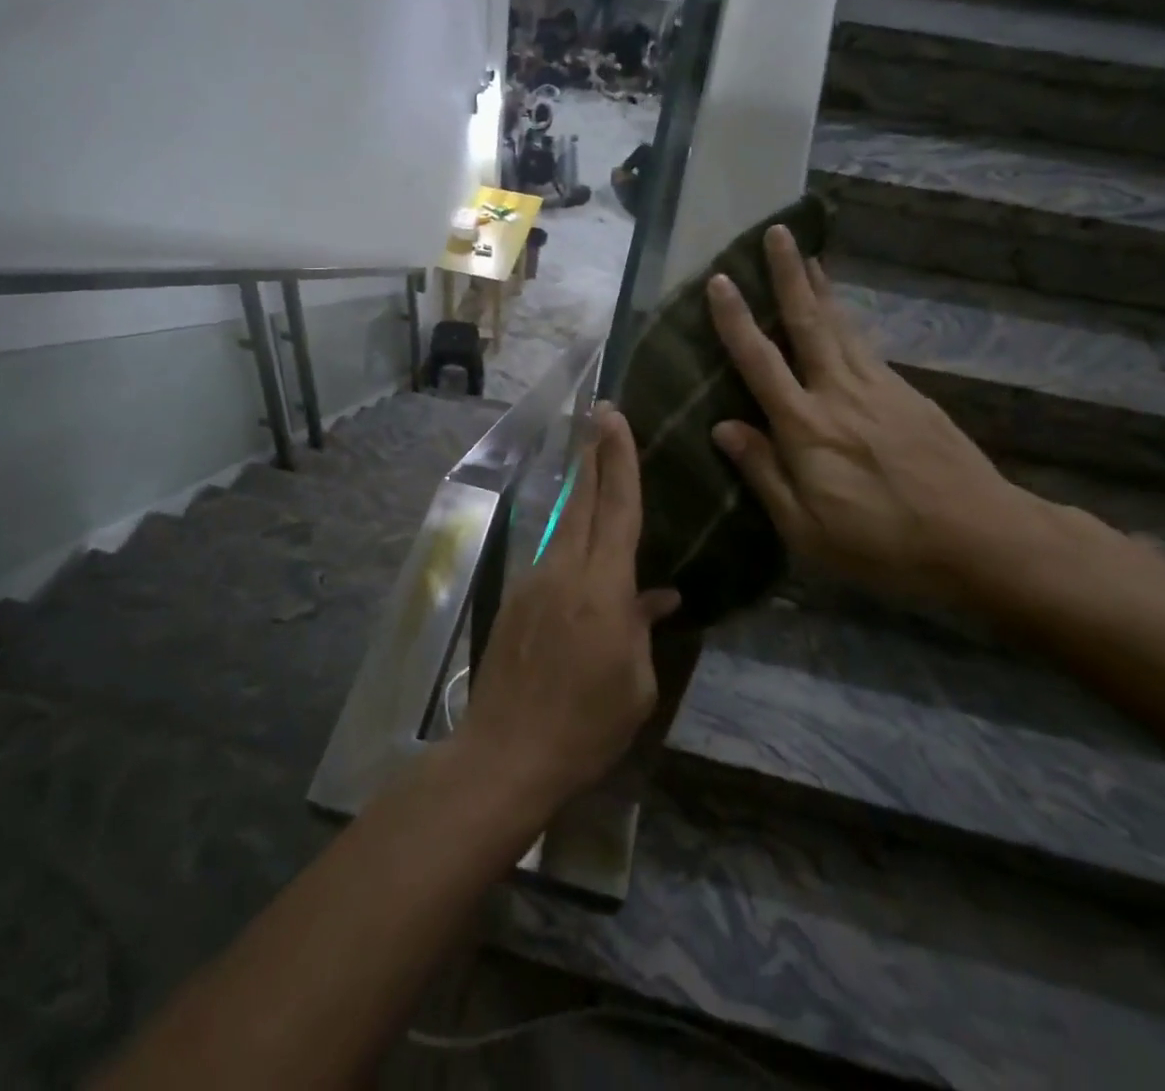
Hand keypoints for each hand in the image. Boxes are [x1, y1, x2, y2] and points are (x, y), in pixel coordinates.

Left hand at [457, 406, 679, 812]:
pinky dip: (569, 536)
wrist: (505, 752)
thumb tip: (659, 596)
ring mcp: (533, 581)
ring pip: (564, 523)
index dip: (620, 460)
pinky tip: (580, 544)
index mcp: (603, 589)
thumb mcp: (634, 685)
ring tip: (593, 463)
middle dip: (593, 453)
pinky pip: (550, 555)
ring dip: (581, 490)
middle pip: (584, 500)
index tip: (615, 417)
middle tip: (599, 413)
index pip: (618, 509)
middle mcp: (564, 571)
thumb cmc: (585, 726)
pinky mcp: (514, 598)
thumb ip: (643, 629)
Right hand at [705, 225, 1042, 600]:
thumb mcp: (805, 528)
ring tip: (809, 255)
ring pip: (841, 326)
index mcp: (806, 426)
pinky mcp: (909, 394)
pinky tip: (842, 316)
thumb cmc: (882, 543)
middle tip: (777, 233)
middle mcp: (839, 392)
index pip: (760, 361)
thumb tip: (721, 426)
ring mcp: (879, 388)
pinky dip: (848, 321)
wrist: (982, 538)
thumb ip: (762, 472)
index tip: (720, 279)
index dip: (736, 319)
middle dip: (789, 275)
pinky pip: (867, 345)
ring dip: (820, 287)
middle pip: (808, 322)